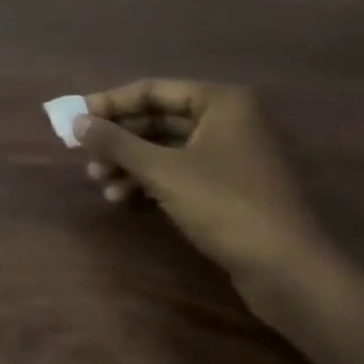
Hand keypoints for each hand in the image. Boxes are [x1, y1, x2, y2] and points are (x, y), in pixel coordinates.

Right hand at [73, 81, 350, 314]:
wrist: (289, 273)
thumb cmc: (225, 206)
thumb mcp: (162, 170)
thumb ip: (115, 142)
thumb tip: (75, 121)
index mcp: (220, 103)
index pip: (151, 91)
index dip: (109, 103)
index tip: (75, 118)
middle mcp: (227, 121)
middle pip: (157, 119)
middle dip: (118, 139)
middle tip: (83, 153)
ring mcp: (230, 156)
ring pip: (164, 148)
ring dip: (128, 163)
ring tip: (98, 182)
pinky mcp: (229, 188)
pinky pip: (178, 172)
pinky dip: (148, 181)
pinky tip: (122, 199)